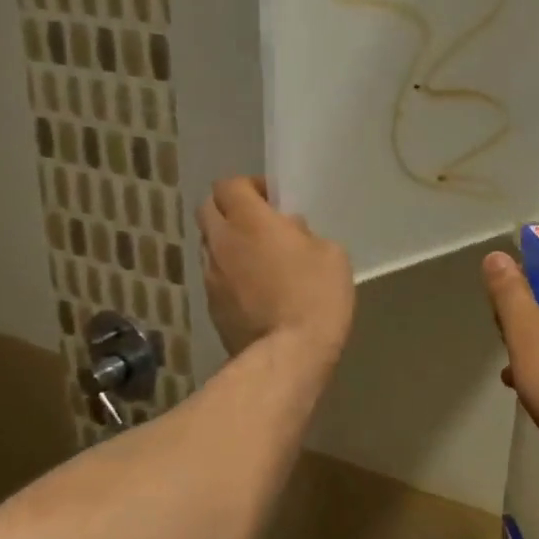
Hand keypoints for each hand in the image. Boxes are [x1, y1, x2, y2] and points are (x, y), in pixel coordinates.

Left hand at [198, 178, 353, 359]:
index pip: (229, 184)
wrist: (289, 354)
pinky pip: (216, 277)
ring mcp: (211, 276)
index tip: (272, 200)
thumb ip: (304, 234)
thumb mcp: (330, 253)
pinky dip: (231, 276)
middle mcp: (221, 242)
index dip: (250, 187)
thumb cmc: (316, 295)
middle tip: (259, 224)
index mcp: (249, 220)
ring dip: (229, 244)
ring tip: (259, 261)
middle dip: (230, 209)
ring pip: (210, 245)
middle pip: (208, 209)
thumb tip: (288, 233)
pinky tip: (256, 292)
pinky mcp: (210, 306)